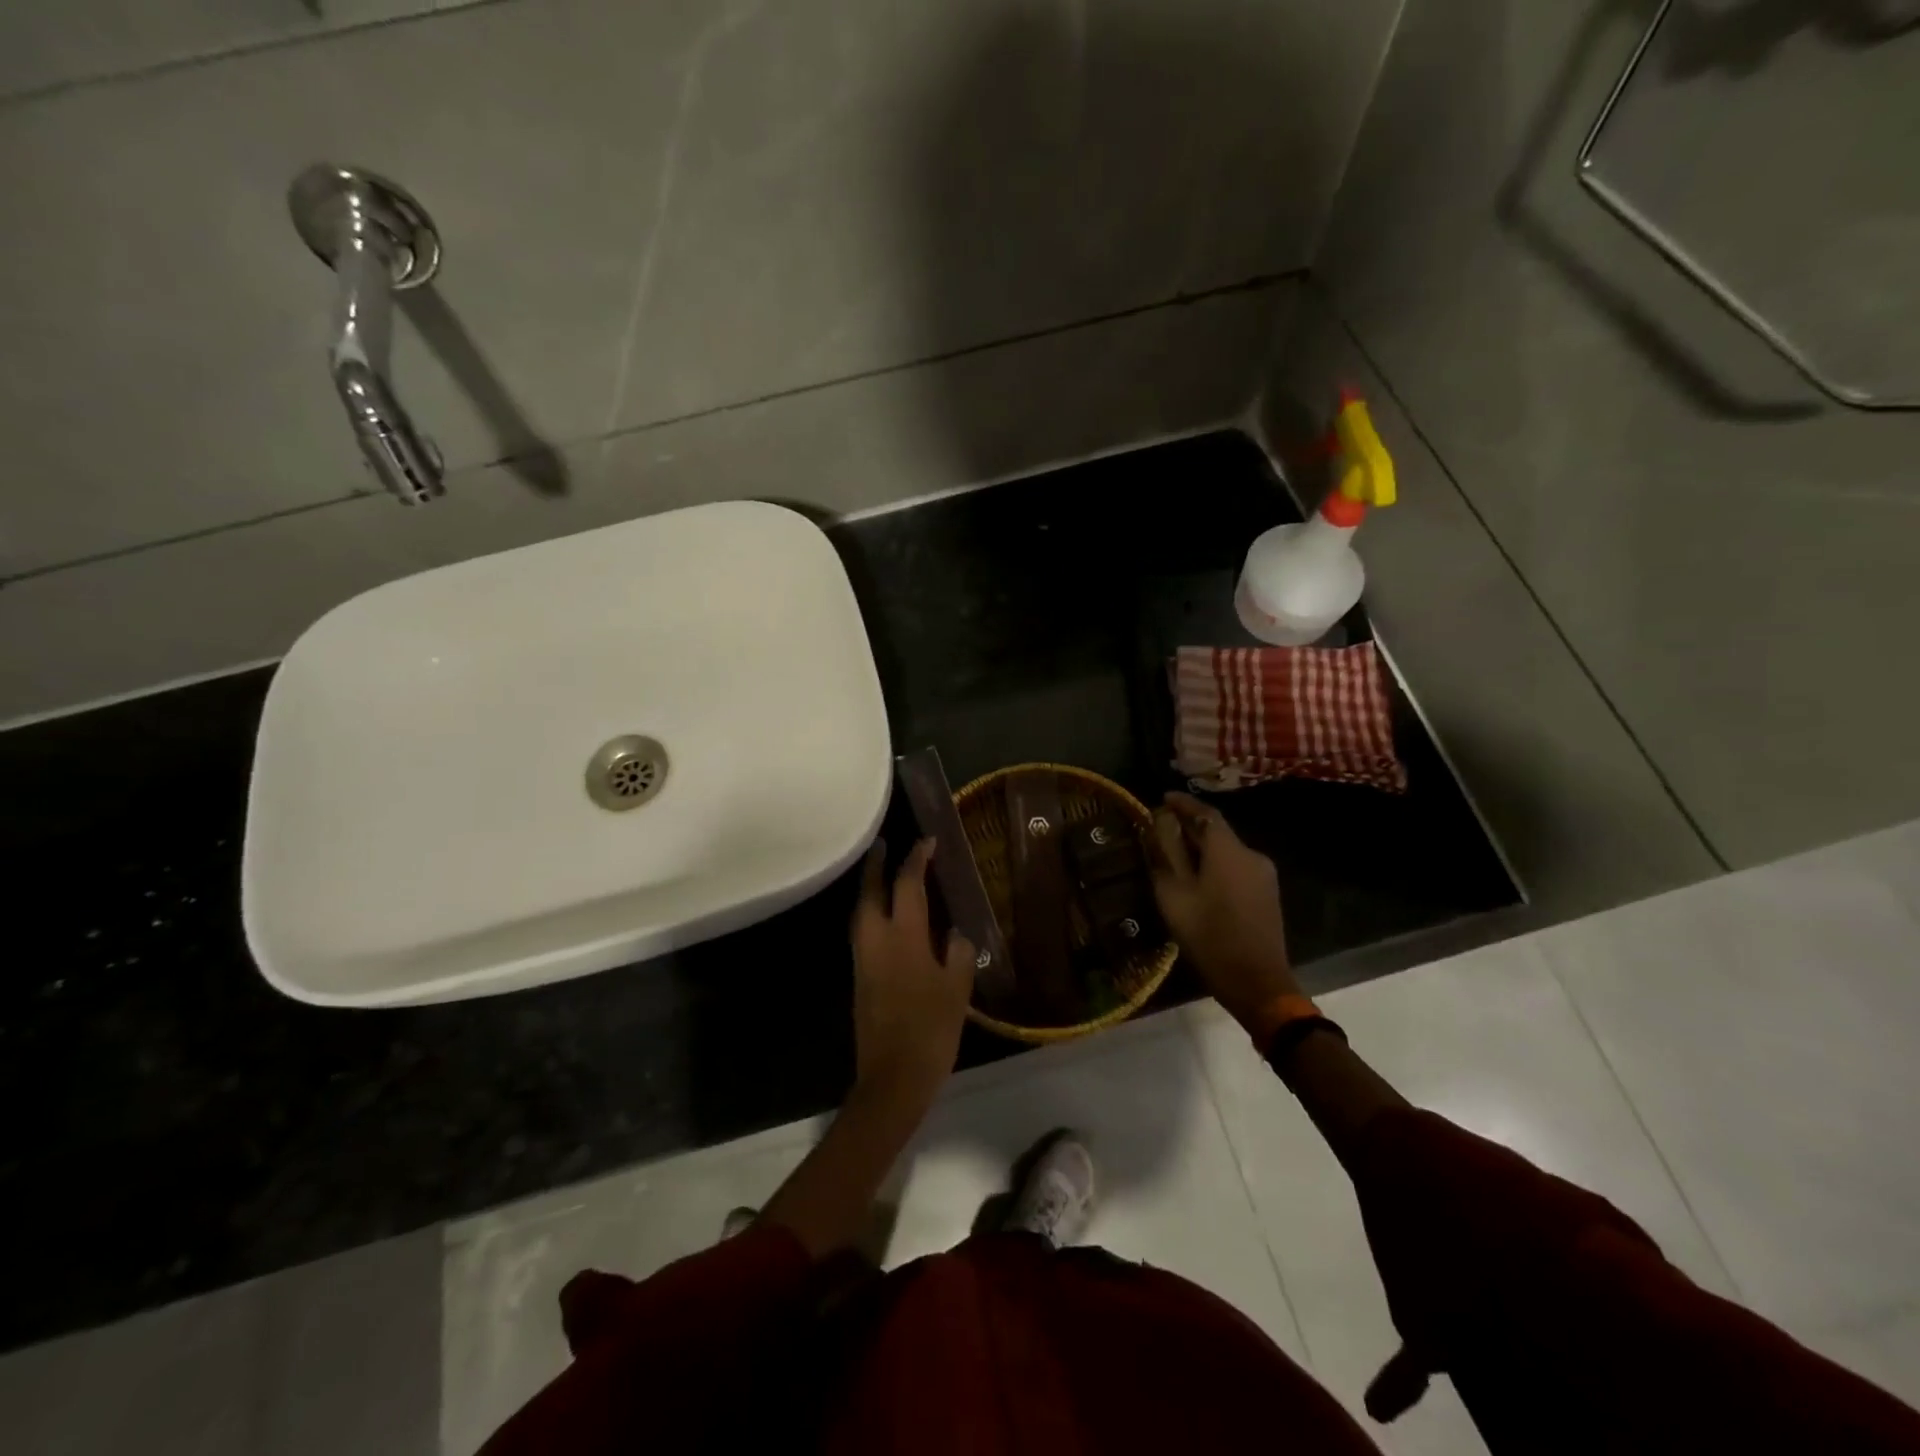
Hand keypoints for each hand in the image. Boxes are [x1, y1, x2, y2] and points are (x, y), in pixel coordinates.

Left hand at [850, 839, 976, 1120]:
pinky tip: (886, 918)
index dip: (917, 859)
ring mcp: (863, 959)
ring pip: (862, 911)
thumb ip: (959, 954)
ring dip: (871, 887)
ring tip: (884, 874)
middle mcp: (876, 940)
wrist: (892, 1078)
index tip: (927, 841)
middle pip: (871, 891)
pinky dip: (871, 912)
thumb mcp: (957, 990)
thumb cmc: (930, 1030)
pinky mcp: (860, 978)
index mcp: (904, 937)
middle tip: (885, 844)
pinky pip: (863, 931)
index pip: (908, 885)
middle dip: (878, 865)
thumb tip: (956, 934)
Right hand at [1149, 792, 1299, 1029]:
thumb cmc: (1209, 935)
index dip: (1183, 803)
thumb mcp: (1174, 894)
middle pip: (1217, 832)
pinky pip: (1237, 868)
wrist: (1256, 981)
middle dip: (1190, 826)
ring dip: (1203, 848)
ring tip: (1176, 853)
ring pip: (1227, 851)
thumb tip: (1161, 825)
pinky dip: (1216, 864)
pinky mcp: (1267, 894)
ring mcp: (1264, 875)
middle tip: (1163, 827)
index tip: (1164, 797)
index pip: (1205, 814)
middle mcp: (1251, 854)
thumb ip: (1166, 855)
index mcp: (1228, 850)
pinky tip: (1199, 877)